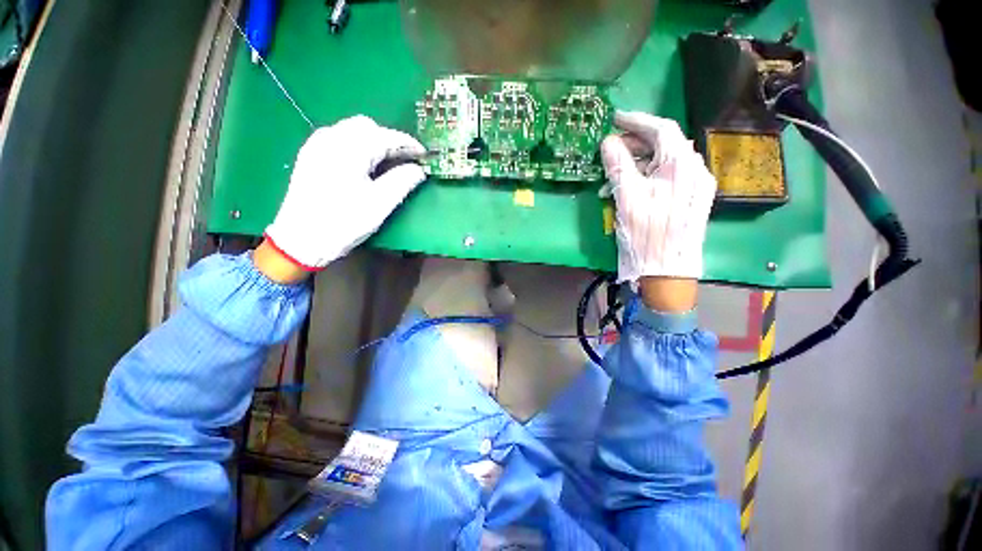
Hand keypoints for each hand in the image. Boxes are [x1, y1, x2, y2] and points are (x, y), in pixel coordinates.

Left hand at [261, 116, 426, 274]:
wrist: (301, 239)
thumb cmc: (345, 222)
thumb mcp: (380, 203)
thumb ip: (403, 181)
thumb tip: (419, 169)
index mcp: (351, 149)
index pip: (387, 136)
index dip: (409, 144)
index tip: (424, 155)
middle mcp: (332, 138)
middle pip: (367, 126)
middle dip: (390, 140)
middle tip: (406, 160)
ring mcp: (317, 144)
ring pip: (352, 130)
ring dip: (373, 141)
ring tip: (387, 162)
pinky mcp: (310, 154)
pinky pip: (338, 137)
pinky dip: (357, 144)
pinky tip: (362, 163)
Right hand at [600, 112, 715, 311]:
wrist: (668, 272)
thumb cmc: (646, 234)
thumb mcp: (627, 198)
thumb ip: (618, 165)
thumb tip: (608, 142)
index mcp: (682, 166)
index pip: (662, 129)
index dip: (637, 121)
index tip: (615, 119)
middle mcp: (695, 170)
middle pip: (664, 145)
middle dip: (635, 145)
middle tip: (610, 150)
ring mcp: (696, 187)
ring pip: (665, 163)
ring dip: (638, 164)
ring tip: (613, 178)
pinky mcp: (692, 200)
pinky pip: (669, 178)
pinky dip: (648, 177)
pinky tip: (631, 189)